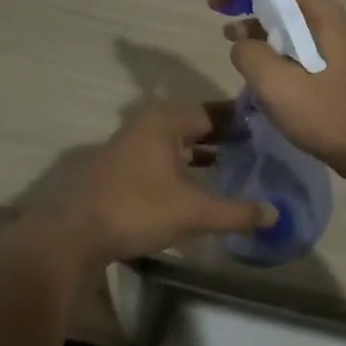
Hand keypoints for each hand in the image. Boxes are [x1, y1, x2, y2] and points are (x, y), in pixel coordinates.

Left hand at [24, 103, 276, 270]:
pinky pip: (161, 156)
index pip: (214, 112)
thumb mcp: (193, 212)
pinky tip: (196, 184)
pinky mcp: (119, 166)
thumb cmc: (136, 209)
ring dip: (201, 152)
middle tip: (256, 150)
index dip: (241, 122)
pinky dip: (182, 164)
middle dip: (223, 137)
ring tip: (233, 166)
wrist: (70, 234)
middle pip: (195, 124)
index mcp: (166, 120)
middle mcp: (148, 122)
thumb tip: (275, 214)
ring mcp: (130, 143)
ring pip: (176, 141)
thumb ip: (236, 212)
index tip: (268, 132)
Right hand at [208, 0, 345, 182]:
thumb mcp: (277, 85)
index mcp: (320, 13)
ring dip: (256, 25)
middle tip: (217, 14)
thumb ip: (249, 54)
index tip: (216, 2)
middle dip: (246, 0)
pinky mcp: (330, 64)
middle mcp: (328, 19)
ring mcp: (332, 42)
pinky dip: (270, 45)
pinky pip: (294, 43)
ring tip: (230, 40)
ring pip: (286, 21)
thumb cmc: (327, 114)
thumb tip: (241, 43)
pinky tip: (255, 66)